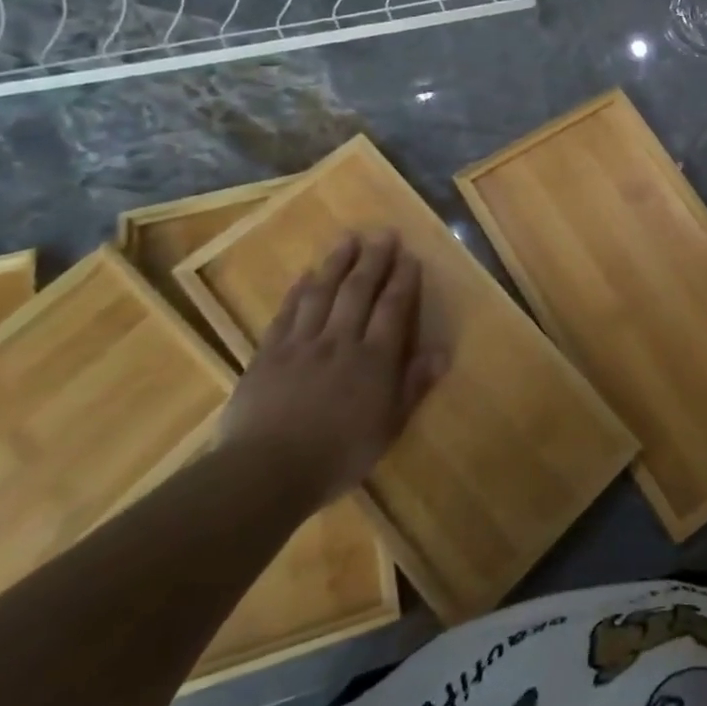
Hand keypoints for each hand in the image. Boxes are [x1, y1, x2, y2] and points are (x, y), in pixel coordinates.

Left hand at [219, 231, 446, 507]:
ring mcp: (302, 344)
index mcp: (374, 359)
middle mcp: (340, 341)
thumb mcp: (388, 428)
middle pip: (359, 291)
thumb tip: (442, 351)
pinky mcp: (268, 354)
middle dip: (374, 259)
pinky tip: (305, 275)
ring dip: (337, 263)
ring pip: (323, 293)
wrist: (264, 472)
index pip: (393, 308)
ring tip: (348, 239)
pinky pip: (286, 313)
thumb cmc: (337, 456)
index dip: (403, 280)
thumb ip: (414, 386)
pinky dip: (297, 291)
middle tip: (383, 233)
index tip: (410, 256)